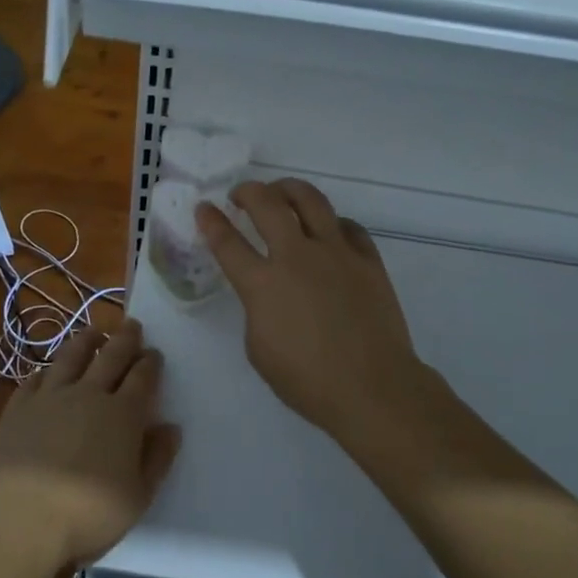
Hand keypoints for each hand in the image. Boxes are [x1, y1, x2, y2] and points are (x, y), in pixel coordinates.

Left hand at [0, 321, 180, 566]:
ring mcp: (49, 398)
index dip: (150, 363)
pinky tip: (48, 370)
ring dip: (85, 341)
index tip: (154, 353)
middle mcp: (88, 395)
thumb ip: (157, 459)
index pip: (142, 378)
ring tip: (93, 332)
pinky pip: (35, 379)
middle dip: (125, 339)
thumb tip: (170, 427)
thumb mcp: (138, 497)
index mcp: (123, 415)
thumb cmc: (87, 515)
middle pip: (110, 357)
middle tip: (132, 325)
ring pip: (71, 358)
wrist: (17, 519)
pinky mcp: (17, 408)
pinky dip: (47, 370)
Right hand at [198, 179, 429, 444]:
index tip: (205, 208)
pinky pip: (348, 226)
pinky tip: (328, 231)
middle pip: (267, 204)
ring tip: (282, 193)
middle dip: (248, 191)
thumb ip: (257, 310)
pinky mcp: (368, 260)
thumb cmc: (308, 381)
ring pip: (311, 200)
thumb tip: (269, 293)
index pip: (228, 242)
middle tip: (241, 194)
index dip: (211, 221)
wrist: (373, 387)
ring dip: (289, 189)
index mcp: (263, 285)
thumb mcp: (259, 350)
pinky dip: (332, 223)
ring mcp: (336, 253)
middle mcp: (297, 257)